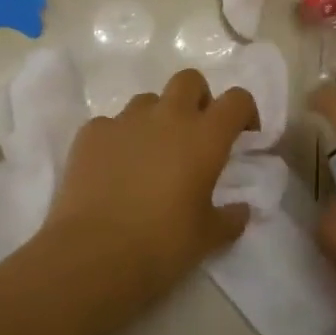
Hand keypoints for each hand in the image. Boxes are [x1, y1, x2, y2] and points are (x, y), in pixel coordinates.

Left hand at [44, 69, 258, 314]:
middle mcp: (166, 117)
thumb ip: (231, 218)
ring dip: (156, 119)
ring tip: (150, 155)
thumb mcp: (208, 237)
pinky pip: (111, 124)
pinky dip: (118, 139)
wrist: (94, 253)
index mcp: (204, 137)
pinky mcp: (91, 132)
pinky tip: (113, 170)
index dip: (244, 111)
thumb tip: (241, 210)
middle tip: (195, 134)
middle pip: (189, 81)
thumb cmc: (162, 245)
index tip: (242, 134)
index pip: (236, 100)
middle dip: (197, 99)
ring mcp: (125, 120)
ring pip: (147, 101)